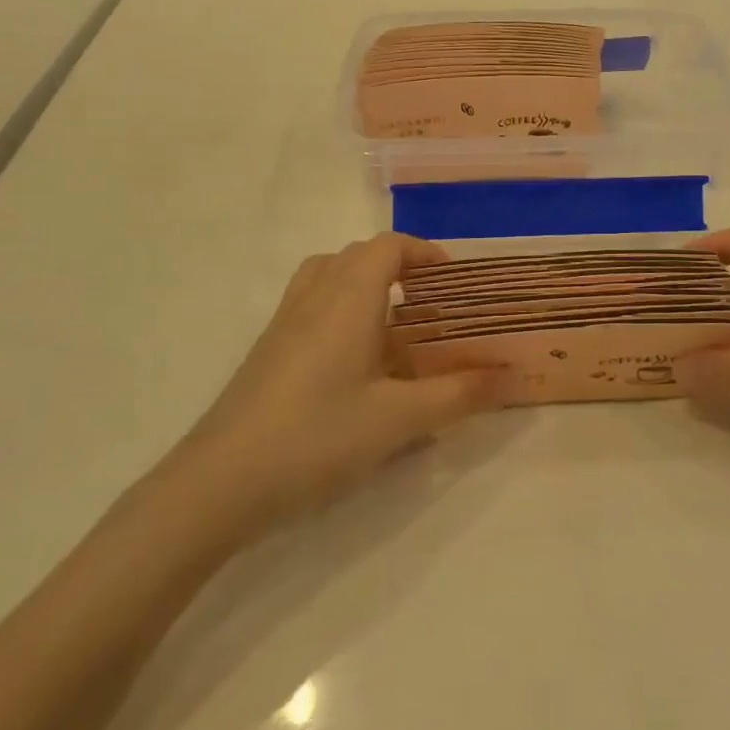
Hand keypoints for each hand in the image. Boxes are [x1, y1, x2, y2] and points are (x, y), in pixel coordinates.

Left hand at [172, 234, 509, 535]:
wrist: (220, 482)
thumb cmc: (317, 437)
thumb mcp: (399, 419)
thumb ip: (458, 395)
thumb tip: (510, 377)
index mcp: (347, 299)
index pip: (387, 247)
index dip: (423, 253)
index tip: (453, 280)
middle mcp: (313, 298)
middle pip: (357, 256)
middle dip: (398, 267)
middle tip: (430, 304)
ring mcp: (284, 323)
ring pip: (328, 277)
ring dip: (363, 285)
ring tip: (393, 324)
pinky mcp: (267, 352)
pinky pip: (310, 307)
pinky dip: (339, 311)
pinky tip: (355, 363)